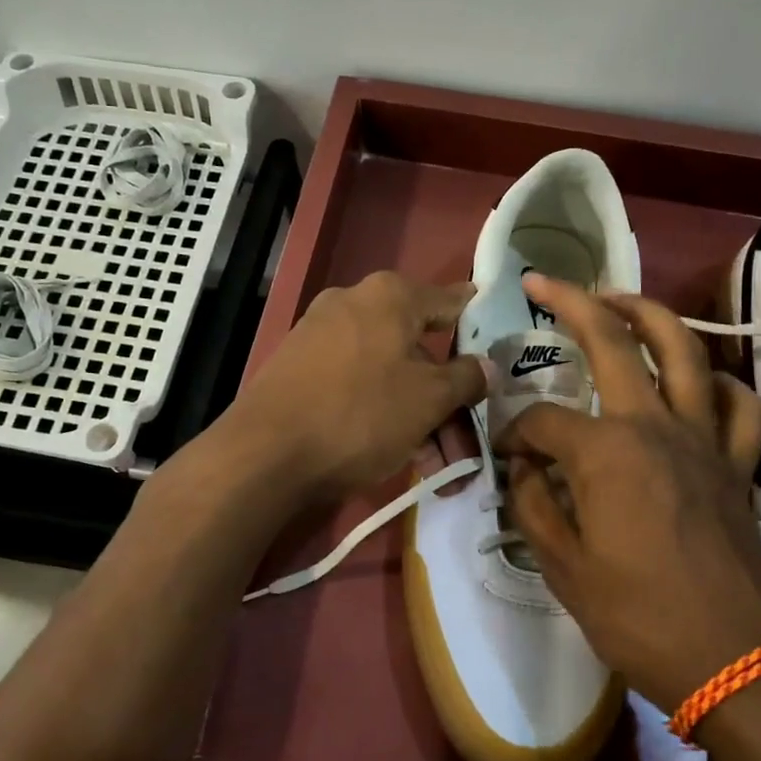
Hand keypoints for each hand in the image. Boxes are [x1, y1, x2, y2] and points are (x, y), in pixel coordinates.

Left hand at [223, 271, 487, 499]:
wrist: (265, 453)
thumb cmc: (361, 415)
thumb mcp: (429, 400)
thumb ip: (466, 378)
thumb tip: (487, 366)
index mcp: (390, 296)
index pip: (450, 301)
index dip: (476, 321)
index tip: (495, 337)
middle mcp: (353, 303)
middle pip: (417, 348)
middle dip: (444, 397)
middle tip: (463, 439)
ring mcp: (319, 334)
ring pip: (387, 373)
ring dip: (416, 415)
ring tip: (433, 464)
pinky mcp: (298, 367)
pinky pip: (355, 384)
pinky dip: (380, 413)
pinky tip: (395, 452)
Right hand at [498, 275, 760, 713]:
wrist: (735, 660)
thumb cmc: (638, 618)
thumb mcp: (563, 569)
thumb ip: (534, 506)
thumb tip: (525, 468)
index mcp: (605, 453)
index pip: (542, 422)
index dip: (514, 433)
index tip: (505, 457)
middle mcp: (655, 426)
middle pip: (613, 342)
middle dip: (572, 303)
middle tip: (544, 283)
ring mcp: (703, 438)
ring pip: (685, 350)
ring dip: (649, 314)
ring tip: (619, 300)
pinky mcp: (736, 462)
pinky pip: (737, 403)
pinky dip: (717, 382)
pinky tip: (696, 384)